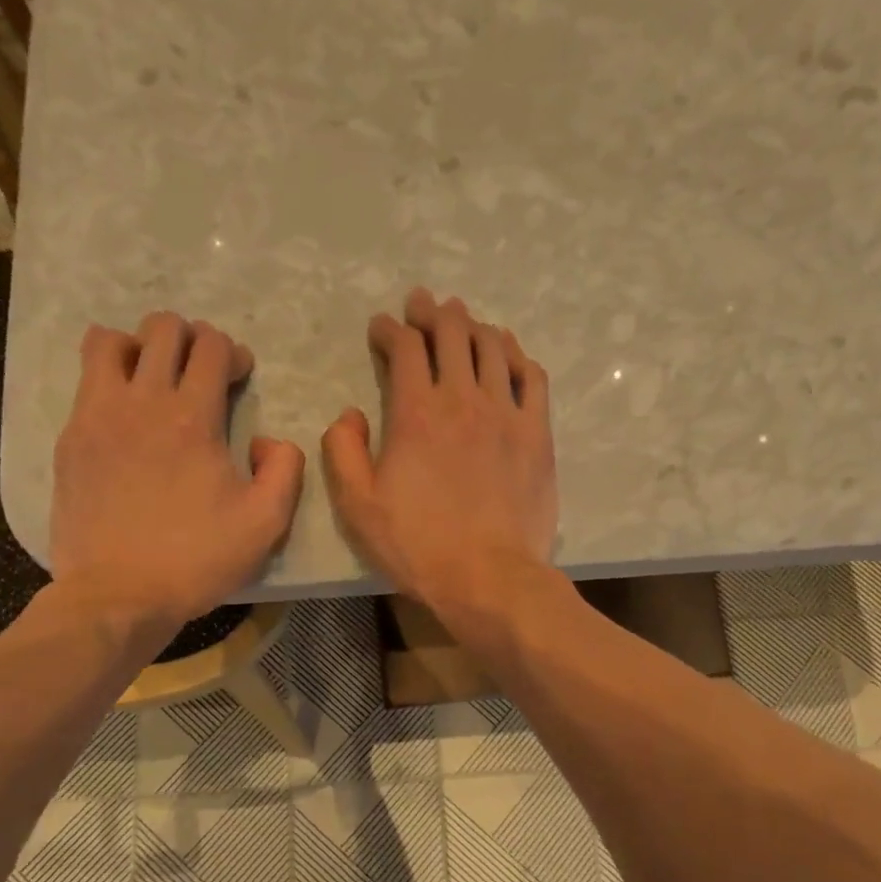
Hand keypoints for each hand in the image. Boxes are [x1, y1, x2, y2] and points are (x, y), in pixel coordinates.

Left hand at [49, 312, 303, 641]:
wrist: (118, 594)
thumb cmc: (197, 559)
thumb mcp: (266, 523)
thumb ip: (285, 469)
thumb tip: (271, 440)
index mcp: (193, 418)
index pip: (211, 346)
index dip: (232, 352)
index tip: (238, 378)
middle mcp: (142, 402)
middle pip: (162, 329)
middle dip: (189, 338)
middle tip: (200, 373)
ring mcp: (97, 416)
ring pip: (110, 341)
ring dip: (139, 347)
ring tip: (152, 378)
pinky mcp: (71, 438)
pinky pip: (85, 379)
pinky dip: (108, 377)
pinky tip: (124, 413)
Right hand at [322, 288, 557, 620]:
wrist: (488, 577)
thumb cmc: (418, 546)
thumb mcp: (358, 506)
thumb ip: (343, 452)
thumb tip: (349, 414)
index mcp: (416, 412)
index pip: (404, 348)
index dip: (390, 329)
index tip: (381, 327)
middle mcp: (463, 399)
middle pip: (451, 334)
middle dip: (432, 312)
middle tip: (423, 304)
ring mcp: (506, 413)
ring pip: (492, 348)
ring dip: (473, 325)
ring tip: (463, 319)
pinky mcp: (537, 433)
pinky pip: (532, 377)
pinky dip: (517, 355)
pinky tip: (508, 351)